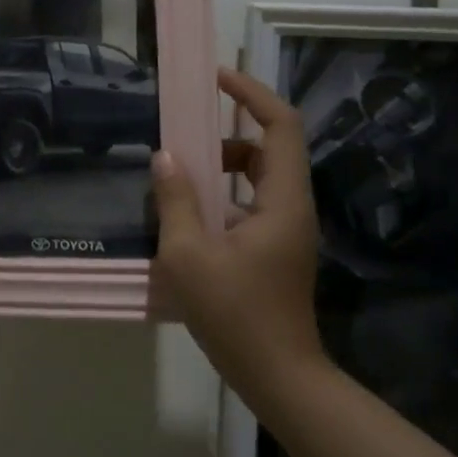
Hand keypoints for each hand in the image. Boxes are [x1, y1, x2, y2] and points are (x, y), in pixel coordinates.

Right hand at [150, 68, 326, 398]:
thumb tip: (165, 158)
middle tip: (184, 139)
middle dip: (227, 135)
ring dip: (221, 169)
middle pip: (269, 148)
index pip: (280, 126)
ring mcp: (286, 231)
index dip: (251, 94)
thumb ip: (175, 201)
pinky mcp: (275, 250)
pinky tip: (187, 221)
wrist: (279, 377)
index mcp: (282, 201)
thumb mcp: (188, 256)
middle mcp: (292, 208)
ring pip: (258, 178)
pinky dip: (222, 198)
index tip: (216, 79)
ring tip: (179, 181)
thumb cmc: (235, 314)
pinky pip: (250, 205)